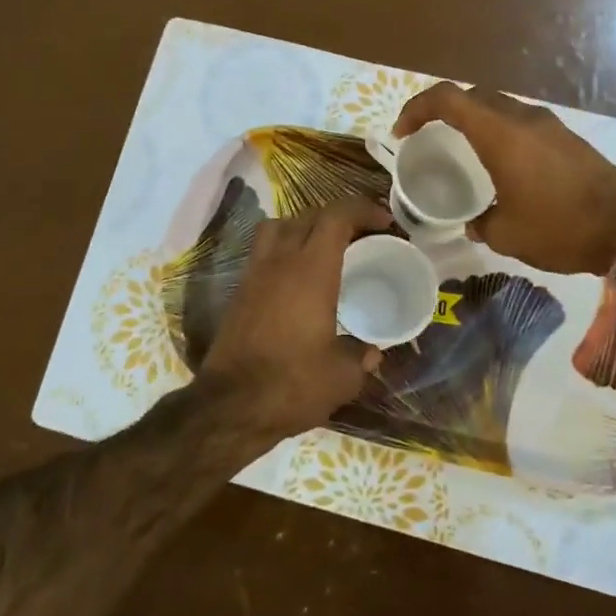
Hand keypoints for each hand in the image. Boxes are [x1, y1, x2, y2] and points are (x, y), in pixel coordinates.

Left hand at [197, 196, 394, 444]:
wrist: (230, 406)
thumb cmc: (292, 384)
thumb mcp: (341, 376)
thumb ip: (360, 356)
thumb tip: (370, 352)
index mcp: (311, 270)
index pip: (336, 216)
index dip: (363, 210)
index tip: (385, 222)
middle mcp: (280, 262)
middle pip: (308, 216)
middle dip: (338, 217)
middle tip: (362, 235)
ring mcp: (254, 274)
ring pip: (278, 227)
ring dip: (305, 227)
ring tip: (325, 249)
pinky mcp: (238, 292)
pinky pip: (263, 251)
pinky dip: (284, 250)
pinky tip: (298, 279)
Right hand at [393, 84, 615, 274]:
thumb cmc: (560, 228)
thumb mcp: (506, 234)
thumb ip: (480, 223)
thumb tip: (474, 222)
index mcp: (500, 133)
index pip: (447, 98)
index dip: (416, 109)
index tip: (402, 134)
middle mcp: (523, 119)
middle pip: (473, 95)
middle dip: (443, 110)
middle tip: (427, 136)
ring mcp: (549, 126)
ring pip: (500, 107)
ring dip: (475, 120)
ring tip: (462, 150)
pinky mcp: (568, 139)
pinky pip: (522, 123)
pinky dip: (500, 132)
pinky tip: (502, 164)